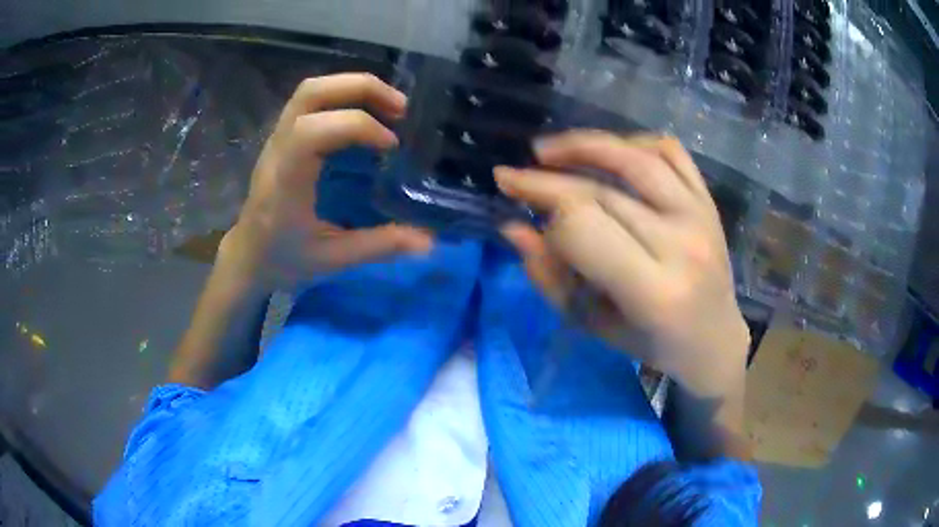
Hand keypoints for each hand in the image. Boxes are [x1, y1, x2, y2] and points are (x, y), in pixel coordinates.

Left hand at [220, 73, 432, 291]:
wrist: (247, 256)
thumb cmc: (283, 260)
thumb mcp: (332, 259)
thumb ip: (379, 246)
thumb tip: (429, 242)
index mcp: (286, 181)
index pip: (314, 130)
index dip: (359, 126)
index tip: (391, 146)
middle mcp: (278, 149)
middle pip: (312, 93)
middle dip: (362, 88)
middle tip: (401, 108)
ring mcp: (277, 139)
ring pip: (311, 90)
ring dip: (354, 87)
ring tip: (390, 106)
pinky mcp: (282, 137)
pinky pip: (311, 100)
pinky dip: (344, 96)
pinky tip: (367, 115)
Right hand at [495, 131, 748, 397]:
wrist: (713, 338)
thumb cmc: (651, 343)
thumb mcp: (593, 324)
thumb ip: (550, 277)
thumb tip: (513, 227)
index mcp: (653, 292)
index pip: (584, 227)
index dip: (543, 212)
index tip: (517, 205)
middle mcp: (682, 245)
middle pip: (601, 191)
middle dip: (545, 179)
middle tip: (510, 175)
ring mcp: (700, 216)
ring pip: (636, 158)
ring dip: (584, 145)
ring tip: (546, 150)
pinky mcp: (708, 200)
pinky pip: (670, 151)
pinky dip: (633, 142)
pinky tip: (608, 150)